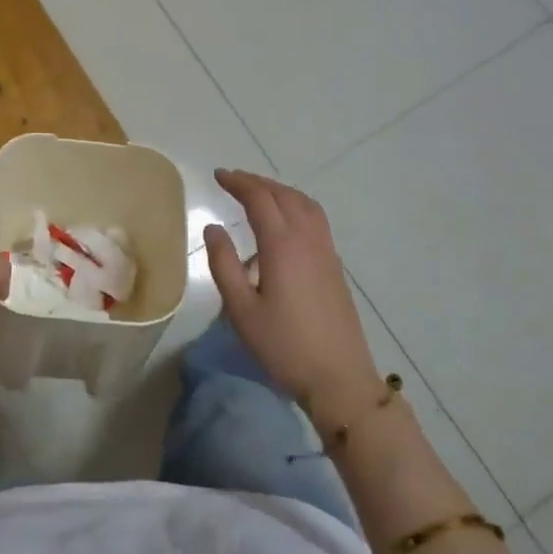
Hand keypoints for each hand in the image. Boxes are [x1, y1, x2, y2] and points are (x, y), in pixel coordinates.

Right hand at [203, 169, 381, 430]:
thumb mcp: (241, 309)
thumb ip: (224, 264)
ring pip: (305, 204)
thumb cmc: (283, 346)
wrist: (339, 378)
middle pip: (284, 195)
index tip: (218, 175)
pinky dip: (296, 206)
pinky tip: (284, 222)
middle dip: (257, 182)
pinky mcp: (335, 266)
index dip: (238, 182)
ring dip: (280, 191)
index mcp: (282, 246)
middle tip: (233, 179)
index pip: (259, 199)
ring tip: (258, 193)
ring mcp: (326, 251)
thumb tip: (212, 228)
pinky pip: (315, 219)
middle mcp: (307, 240)